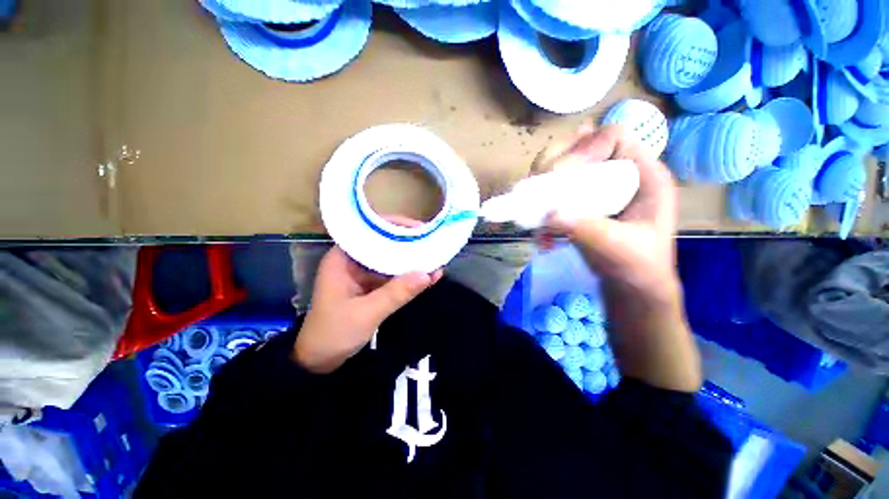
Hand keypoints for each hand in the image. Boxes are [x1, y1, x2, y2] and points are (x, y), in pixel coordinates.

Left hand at [293, 223, 442, 372]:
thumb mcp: (367, 313)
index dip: (394, 226)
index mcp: (342, 258)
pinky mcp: (371, 287)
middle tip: (432, 241)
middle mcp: (353, 261)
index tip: (418, 228)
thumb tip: (428, 273)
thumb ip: (396, 293)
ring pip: (390, 260)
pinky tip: (428, 277)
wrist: (320, 362)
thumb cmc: (334, 333)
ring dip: (411, 261)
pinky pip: (393, 277)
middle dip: (407, 243)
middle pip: (382, 244)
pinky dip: (409, 277)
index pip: (369, 231)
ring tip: (435, 257)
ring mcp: (363, 275)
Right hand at [539, 123, 679, 303]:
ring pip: (561, 169)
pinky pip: (552, 191)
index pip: (614, 137)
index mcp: (643, 176)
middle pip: (580, 147)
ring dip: (541, 186)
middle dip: (554, 164)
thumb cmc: (638, 266)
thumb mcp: (619, 248)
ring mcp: (595, 188)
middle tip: (537, 188)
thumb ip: (588, 229)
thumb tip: (549, 212)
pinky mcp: (579, 203)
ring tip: (533, 209)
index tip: (561, 174)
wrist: (631, 286)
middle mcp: (617, 174)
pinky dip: (539, 208)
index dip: (585, 147)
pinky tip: (542, 234)